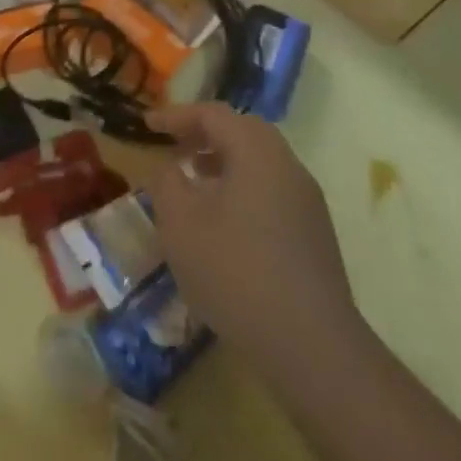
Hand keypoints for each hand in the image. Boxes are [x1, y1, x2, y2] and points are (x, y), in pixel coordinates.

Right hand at [144, 103, 360, 390]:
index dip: (177, 116)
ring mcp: (307, 202)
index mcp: (258, 153)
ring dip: (223, 162)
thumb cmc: (234, 271)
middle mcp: (289, 167)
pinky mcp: (313, 235)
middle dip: (204, 134)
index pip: (214, 115)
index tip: (147, 126)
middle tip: (173, 146)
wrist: (310, 345)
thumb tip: (172, 169)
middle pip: (244, 132)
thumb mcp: (180, 223)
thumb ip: (168, 183)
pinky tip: (220, 221)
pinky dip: (240, 188)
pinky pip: (270, 191)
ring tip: (192, 181)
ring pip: (260, 163)